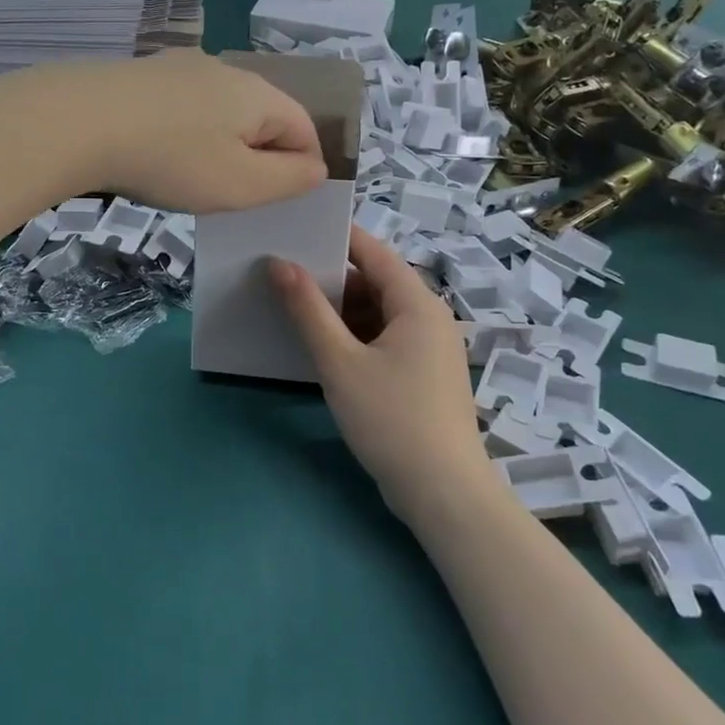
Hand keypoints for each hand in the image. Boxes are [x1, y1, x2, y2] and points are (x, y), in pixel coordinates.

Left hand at [62, 53, 326, 213]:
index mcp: (259, 94)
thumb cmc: (171, 160)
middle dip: (260, 157)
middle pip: (263, 116)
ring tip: (195, 178)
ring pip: (222, 111)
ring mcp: (181, 67)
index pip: (305, 128)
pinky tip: (159, 154)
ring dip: (221, 145)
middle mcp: (226, 70)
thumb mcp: (242, 184)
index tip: (280, 202)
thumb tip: (316, 167)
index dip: (304, 168)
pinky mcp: (144, 74)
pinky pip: (184, 107)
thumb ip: (290, 179)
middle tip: (236, 195)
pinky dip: (185, 133)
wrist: (78, 121)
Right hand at [270, 228, 494, 522]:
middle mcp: (430, 319)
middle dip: (332, 279)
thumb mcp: (340, 363)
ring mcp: (430, 350)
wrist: (444, 493)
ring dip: (341, 312)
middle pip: (377, 284)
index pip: (375, 253)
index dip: (337, 238)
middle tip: (284, 273)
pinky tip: (323, 347)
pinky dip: (355, 338)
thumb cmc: (391, 419)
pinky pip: (385, 341)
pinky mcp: (424, 377)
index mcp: (418, 304)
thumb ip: (308, 311)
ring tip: (294, 307)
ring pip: (379, 315)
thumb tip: (280, 264)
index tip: (296, 230)